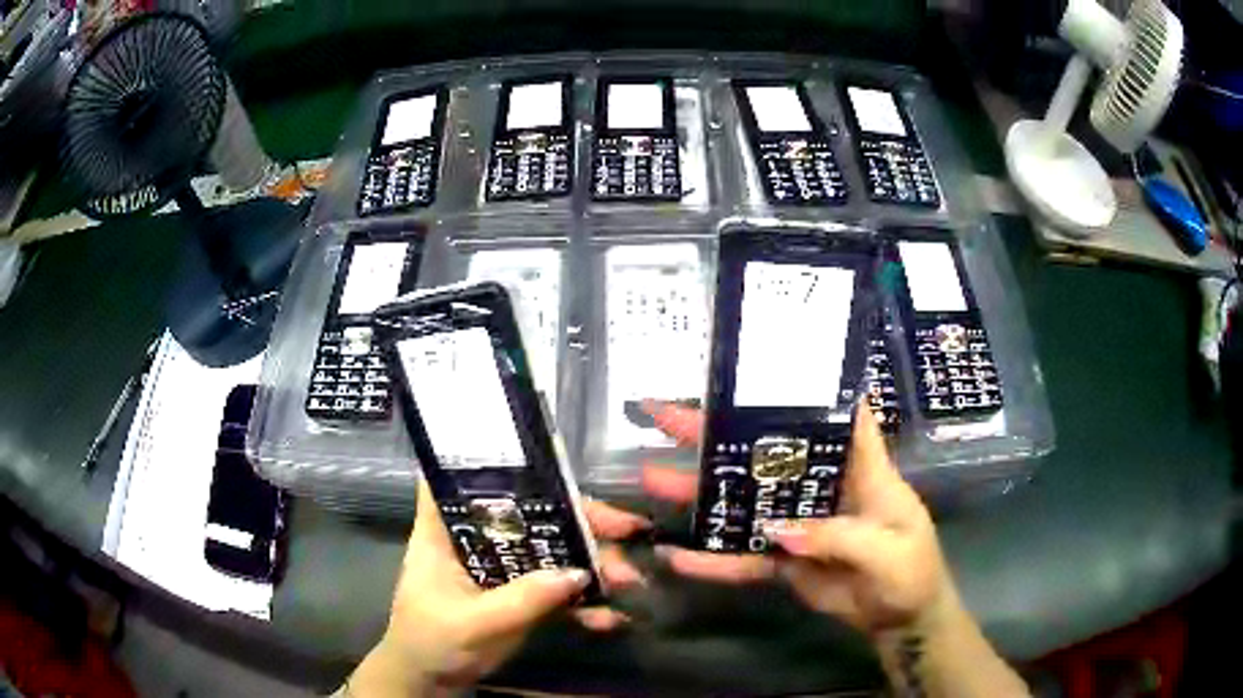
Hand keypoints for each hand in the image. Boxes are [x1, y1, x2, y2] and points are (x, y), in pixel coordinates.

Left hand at [350, 481, 649, 695]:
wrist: (433, 681)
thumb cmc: (431, 641)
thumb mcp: (472, 622)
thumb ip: (521, 599)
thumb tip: (577, 573)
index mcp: (447, 530)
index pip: (465, 475)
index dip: (500, 456)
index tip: (550, 452)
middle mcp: (478, 539)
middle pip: (529, 512)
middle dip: (580, 520)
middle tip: (628, 529)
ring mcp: (502, 567)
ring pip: (551, 549)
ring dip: (592, 563)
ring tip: (629, 582)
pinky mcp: (520, 595)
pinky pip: (556, 589)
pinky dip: (583, 601)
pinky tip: (610, 618)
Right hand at [643, 401, 951, 636]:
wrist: (899, 620)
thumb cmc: (911, 573)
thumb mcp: (889, 549)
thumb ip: (840, 537)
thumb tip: (779, 531)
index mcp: (857, 468)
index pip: (831, 415)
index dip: (799, 388)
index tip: (756, 367)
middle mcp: (820, 487)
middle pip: (767, 453)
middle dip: (718, 434)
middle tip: (665, 415)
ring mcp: (796, 524)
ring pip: (744, 502)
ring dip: (700, 492)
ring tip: (650, 475)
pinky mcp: (782, 559)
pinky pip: (742, 558)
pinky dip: (711, 560)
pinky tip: (674, 556)